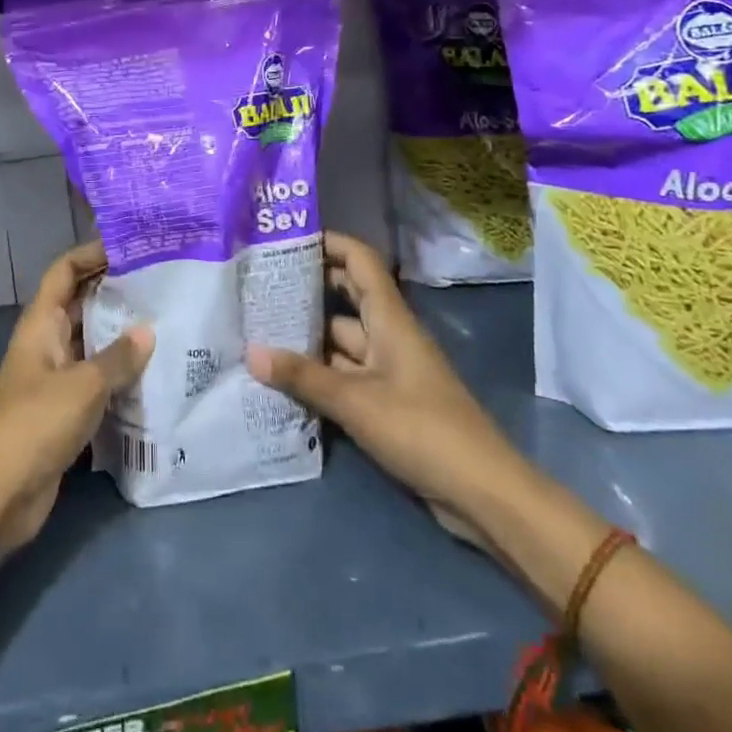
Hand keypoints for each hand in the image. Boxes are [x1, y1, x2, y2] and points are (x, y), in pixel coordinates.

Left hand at [0, 242, 153, 558]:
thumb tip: (148, 331)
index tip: (133, 246)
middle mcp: (48, 343)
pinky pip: (98, 381)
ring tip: (170, 323)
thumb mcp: (82, 385)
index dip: (92, 253)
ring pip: (94, 344)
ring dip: (124, 336)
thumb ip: (118, 357)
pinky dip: (122, 376)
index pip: (64, 271)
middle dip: (118, 293)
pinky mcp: (66, 411)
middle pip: (83, 304)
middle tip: (165, 284)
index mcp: (42, 323)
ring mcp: (56, 378)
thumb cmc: (34, 424)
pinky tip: (157, 375)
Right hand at [247, 232, 528, 548]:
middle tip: (257, 285)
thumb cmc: (421, 429)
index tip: (286, 240)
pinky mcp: (384, 402)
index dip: (328, 243)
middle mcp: (387, 335)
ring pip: (339, 341)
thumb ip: (302, 376)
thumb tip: (250, 352)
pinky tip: (280, 376)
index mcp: (389, 319)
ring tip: (256, 328)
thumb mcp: (355, 401)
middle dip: (306, 289)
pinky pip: (343, 375)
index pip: (359, 261)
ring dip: (305, 337)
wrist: (480, 492)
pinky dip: (316, 374)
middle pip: (345, 298)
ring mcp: (386, 370)